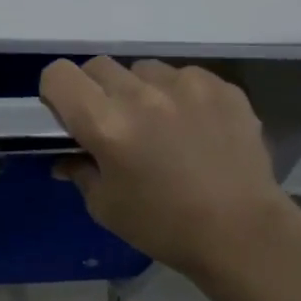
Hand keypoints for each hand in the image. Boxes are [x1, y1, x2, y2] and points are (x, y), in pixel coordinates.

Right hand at [40, 57, 297, 277]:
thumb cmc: (165, 226)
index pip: (59, 75)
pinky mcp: (220, 86)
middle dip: (96, 90)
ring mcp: (185, 84)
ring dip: (140, 90)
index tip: (69, 115)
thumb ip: (80, 170)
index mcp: (106, 124)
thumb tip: (66, 156)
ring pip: (144, 69)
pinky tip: (195, 128)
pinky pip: (185, 76)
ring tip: (160, 124)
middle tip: (114, 123)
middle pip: (98, 66)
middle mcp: (142, 94)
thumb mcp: (106, 207)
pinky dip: (180, 96)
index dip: (56, 92)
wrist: (243, 234)